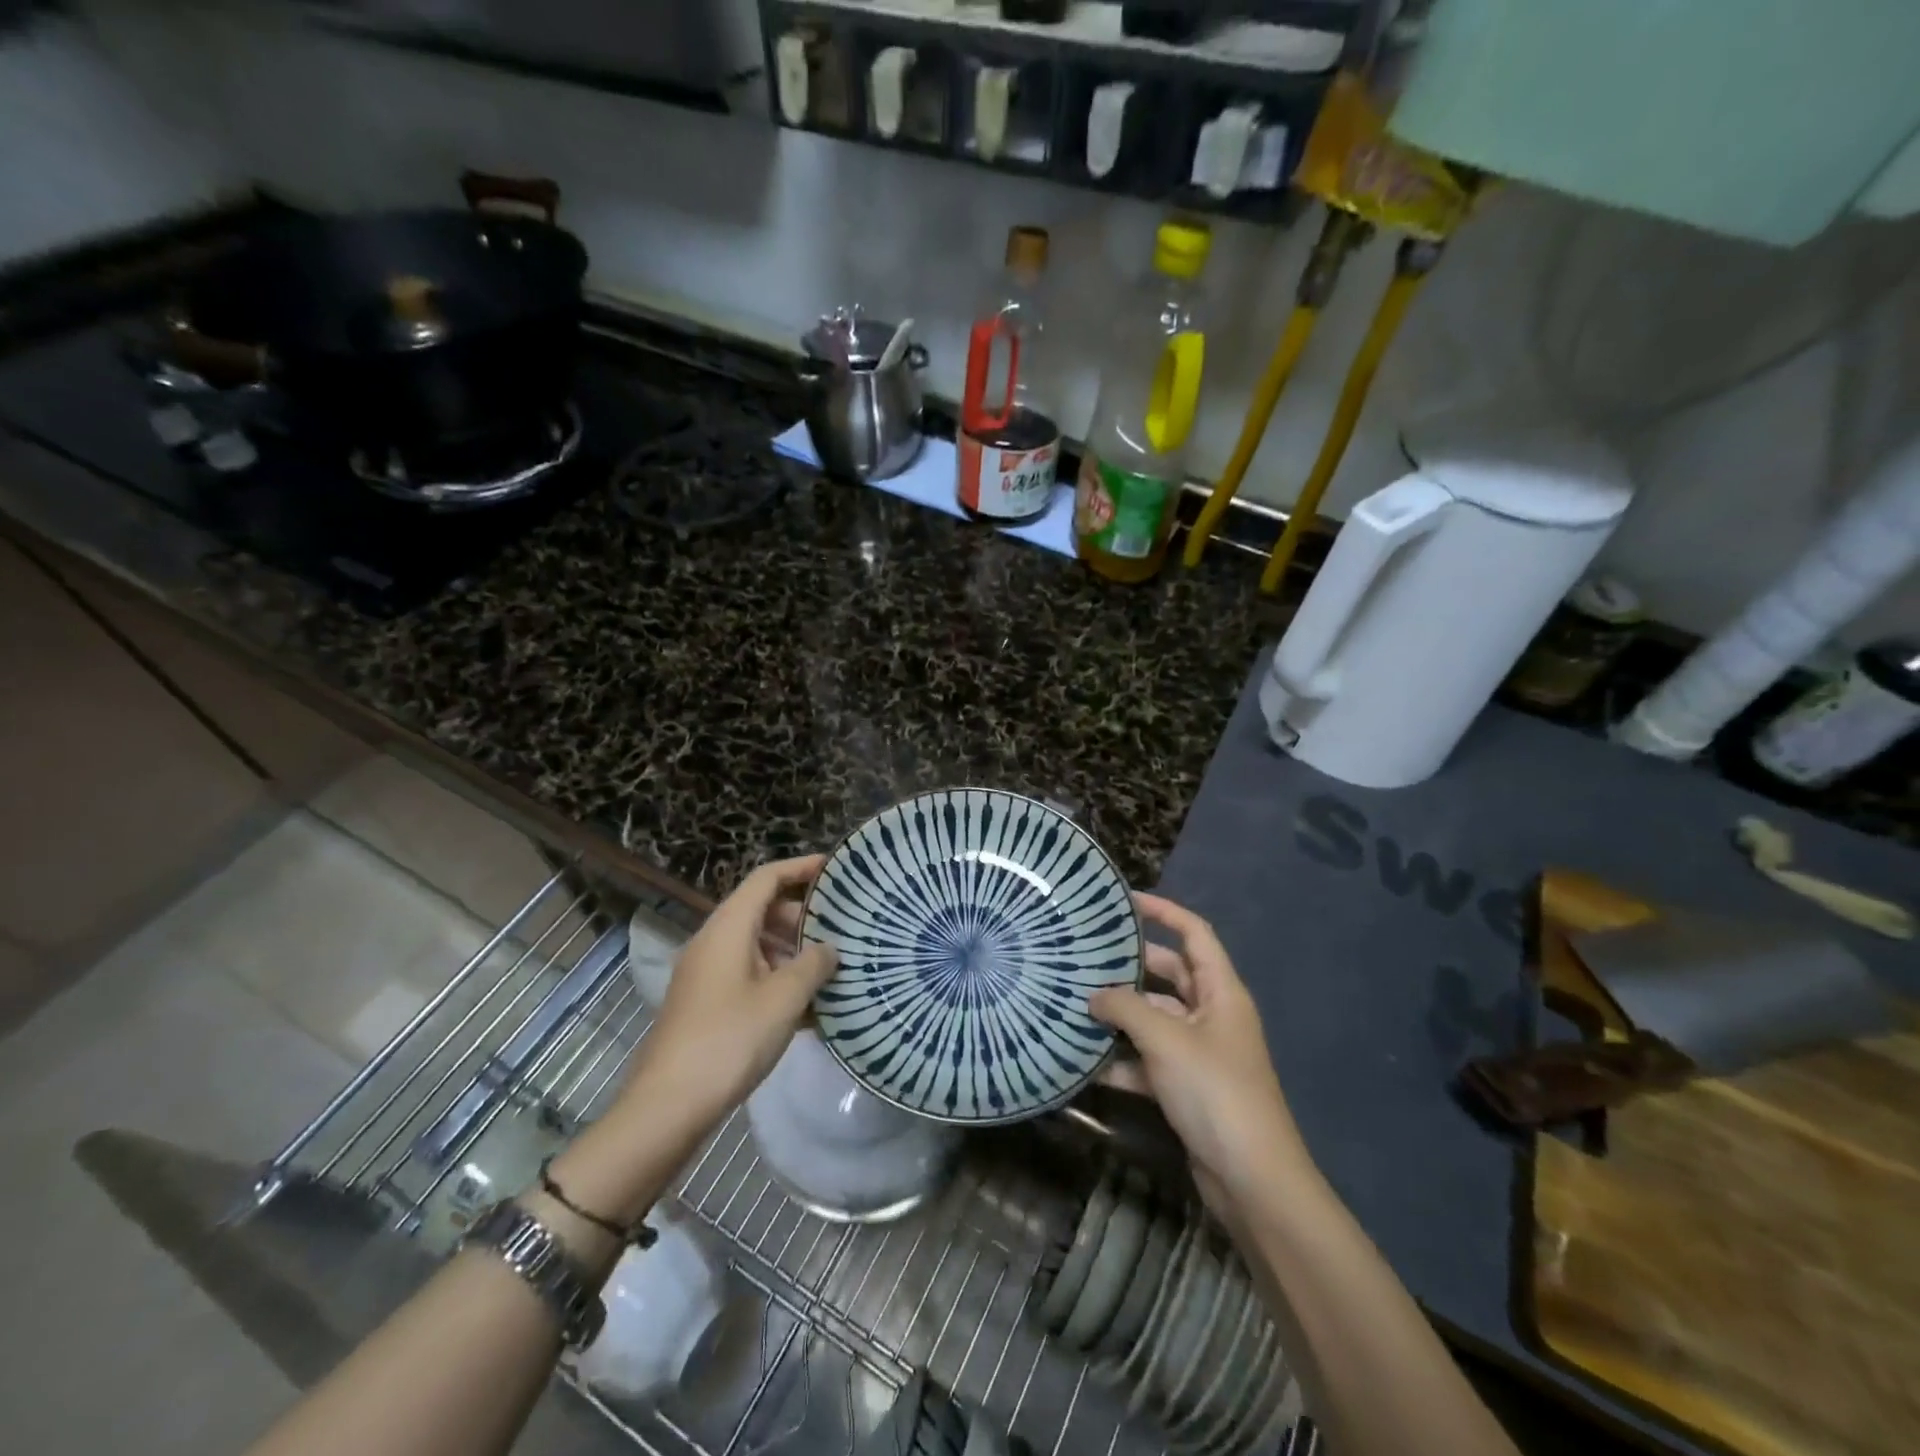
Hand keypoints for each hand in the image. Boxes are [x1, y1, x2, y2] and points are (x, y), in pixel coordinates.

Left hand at [620, 855, 837, 1137]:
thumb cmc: (730, 1039)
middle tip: (840, 928)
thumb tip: (829, 950)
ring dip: (793, 952)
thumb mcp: (784, 999)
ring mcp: (707, 975)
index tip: (835, 869)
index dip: (800, 868)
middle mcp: (714, 942)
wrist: (668, 1106)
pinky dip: (778, 980)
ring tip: (832, 968)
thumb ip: (813, 965)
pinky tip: (810, 1008)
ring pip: (757, 946)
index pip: (766, 878)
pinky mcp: (707, 1005)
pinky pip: (749, 976)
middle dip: (802, 916)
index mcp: (729, 927)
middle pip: (762, 910)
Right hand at [1091, 892, 1308, 1220]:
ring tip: (1073, 1004)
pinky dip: (1122, 1060)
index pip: (1194, 933)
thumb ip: (1125, 1008)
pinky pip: (1149, 1060)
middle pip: (1169, 974)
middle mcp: (1212, 1014)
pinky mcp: (1187, 1086)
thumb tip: (1093, 995)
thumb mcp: (1166, 1039)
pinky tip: (1085, 1063)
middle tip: (1085, 954)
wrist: (1251, 1179)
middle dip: (1130, 965)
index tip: (1124, 901)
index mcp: (1221, 991)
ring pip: (1154, 1019)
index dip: (1163, 911)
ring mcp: (1200, 1052)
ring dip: (1120, 1015)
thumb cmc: (1215, 1091)